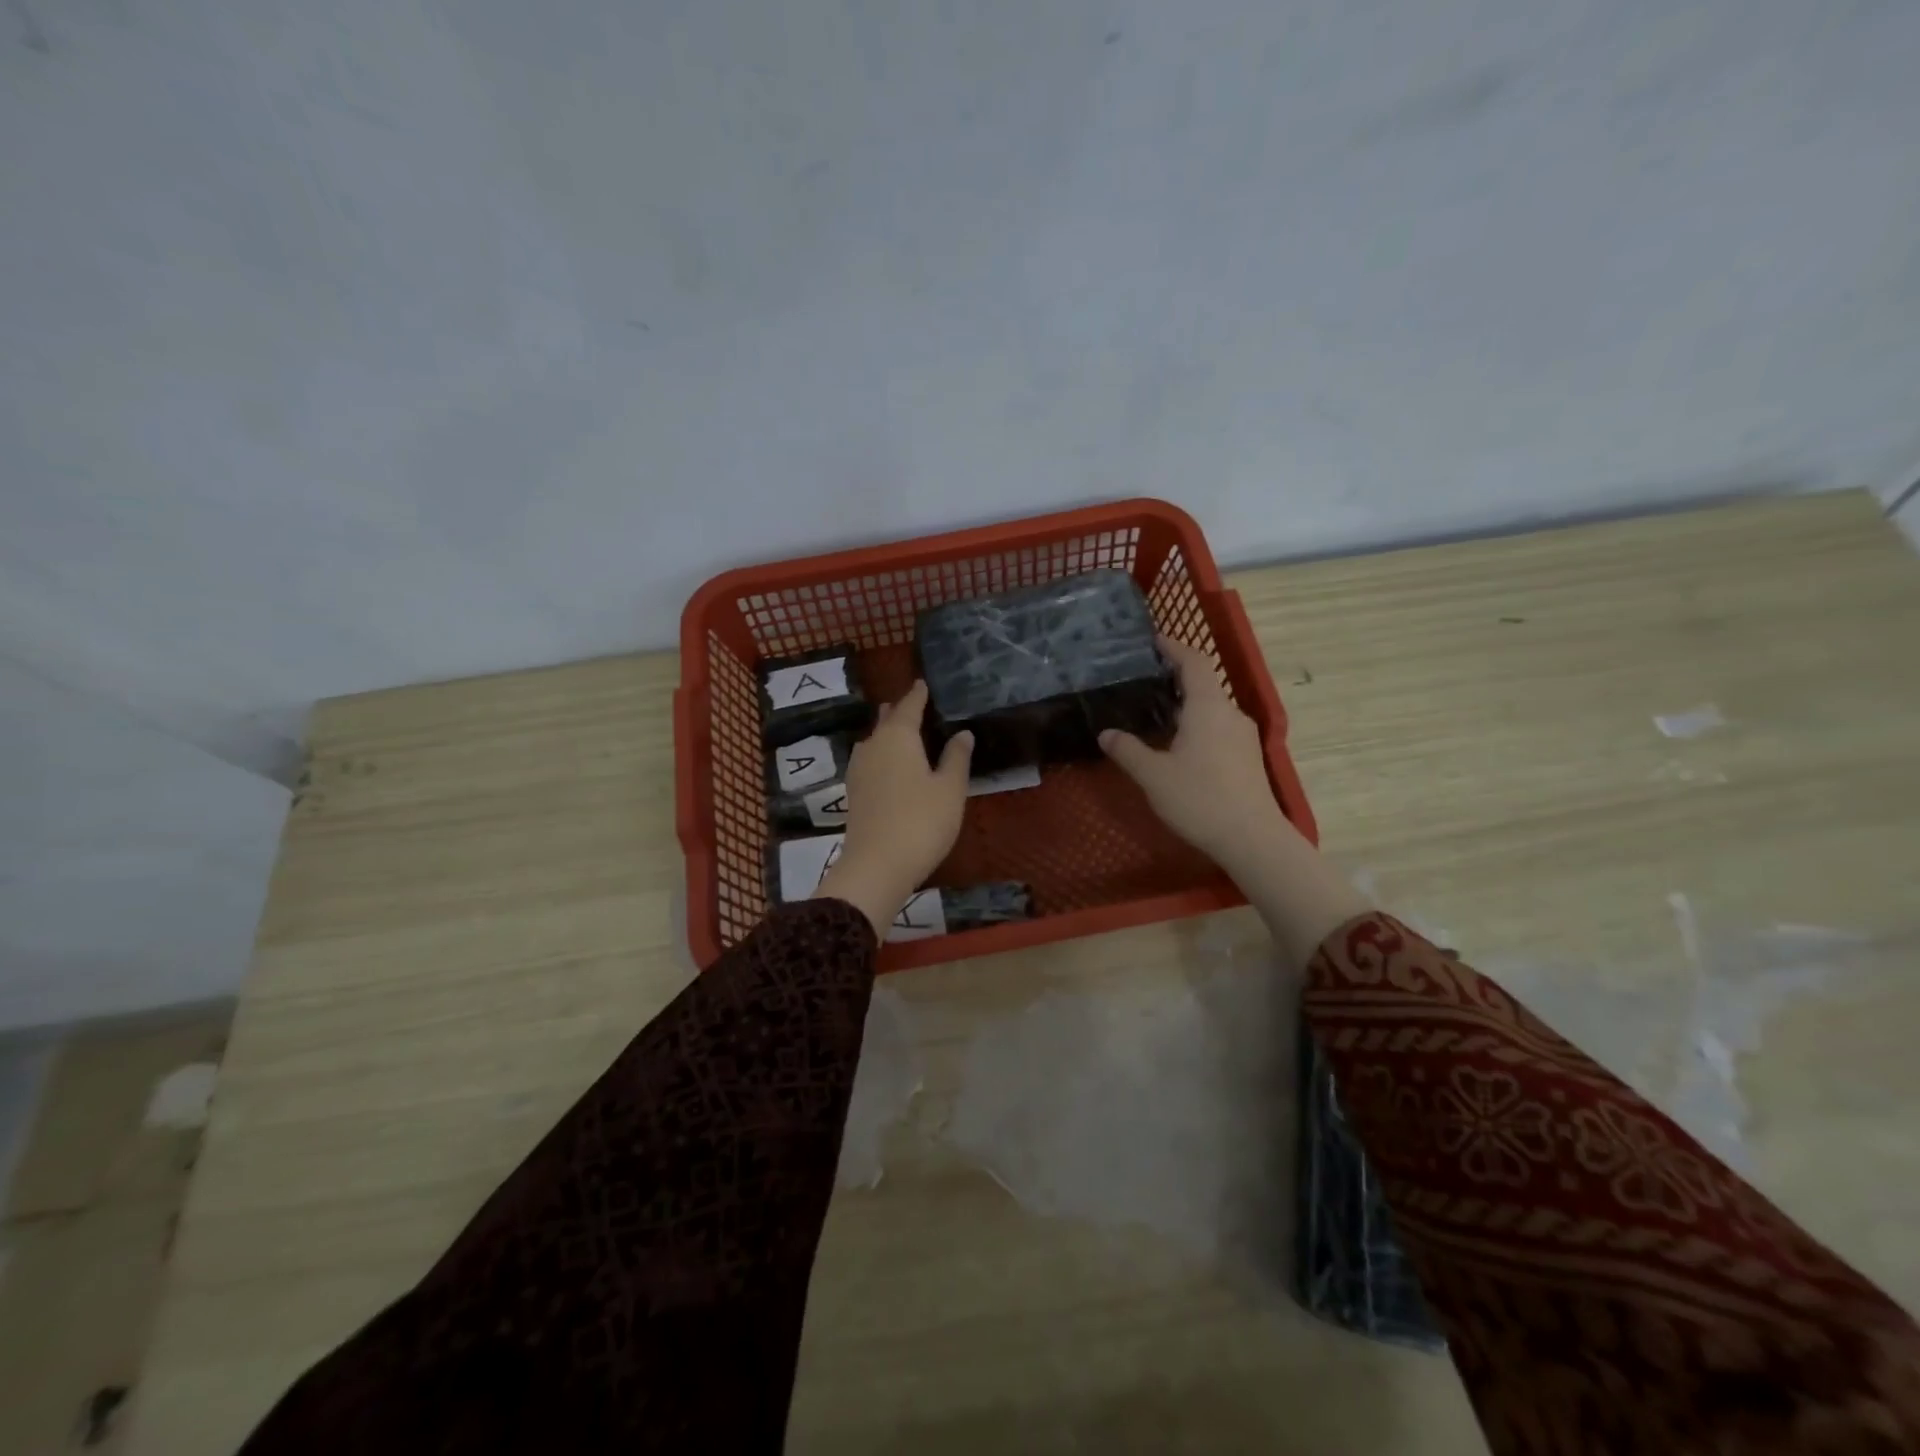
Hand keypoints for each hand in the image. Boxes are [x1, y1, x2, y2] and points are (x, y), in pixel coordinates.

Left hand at [814, 681, 973, 937]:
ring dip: (888, 732)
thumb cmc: (922, 821)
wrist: (877, 865)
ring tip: (902, 730)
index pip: (909, 705)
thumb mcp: (950, 789)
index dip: (918, 694)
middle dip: (900, 711)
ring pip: (874, 740)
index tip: (923, 682)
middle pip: (886, 720)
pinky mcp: (854, 791)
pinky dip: (882, 754)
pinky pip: (870, 760)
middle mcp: (874, 745)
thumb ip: (956, 757)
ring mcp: (859, 769)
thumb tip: (962, 733)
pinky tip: (889, 764)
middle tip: (915, 704)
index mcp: (898, 736)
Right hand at [1099, 638, 1288, 866]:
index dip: (1175, 648)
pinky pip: (1219, 728)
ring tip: (1156, 714)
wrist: (1252, 839)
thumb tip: (1106, 734)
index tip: (1155, 640)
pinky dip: (1197, 724)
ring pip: (1211, 709)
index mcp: (1208, 707)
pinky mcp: (1248, 757)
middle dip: (1176, 678)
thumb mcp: (1153, 775)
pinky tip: (1179, 745)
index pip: (1194, 662)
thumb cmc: (1200, 799)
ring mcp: (1243, 736)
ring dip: (1186, 705)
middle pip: (1204, 684)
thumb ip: (1128, 751)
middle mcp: (1230, 714)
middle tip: (1144, 680)